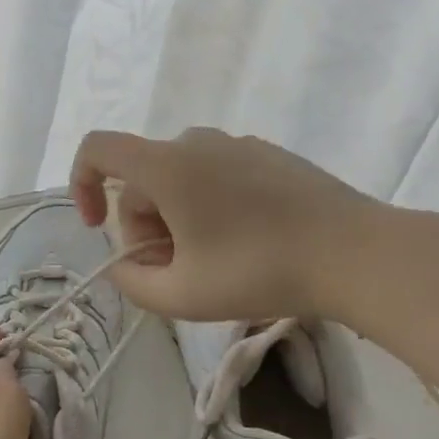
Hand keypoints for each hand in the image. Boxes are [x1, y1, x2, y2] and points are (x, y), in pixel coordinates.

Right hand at [69, 126, 387, 322]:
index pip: (97, 148)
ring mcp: (235, 144)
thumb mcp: (183, 296)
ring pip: (178, 178)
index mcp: (166, 166)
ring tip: (210, 263)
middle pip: (141, 178)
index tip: (96, 226)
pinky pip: (214, 173)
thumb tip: (123, 265)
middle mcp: (194, 142)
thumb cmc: (260, 271)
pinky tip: (244, 243)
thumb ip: (133, 284)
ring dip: (175, 219)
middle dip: (142, 226)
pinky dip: (208, 205)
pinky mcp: (267, 154)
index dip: (81, 183)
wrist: (357, 253)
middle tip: (171, 272)